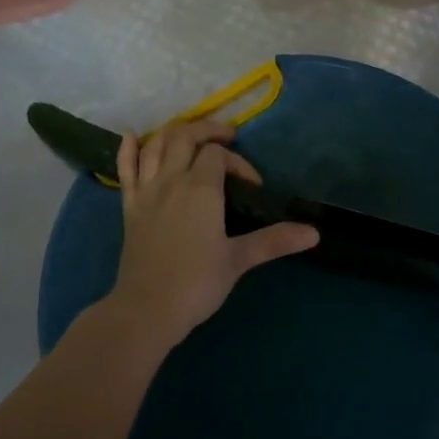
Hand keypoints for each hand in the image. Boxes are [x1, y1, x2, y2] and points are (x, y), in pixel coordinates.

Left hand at [97, 120, 318, 355]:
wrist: (148, 308)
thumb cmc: (197, 283)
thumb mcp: (239, 259)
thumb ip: (274, 240)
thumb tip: (314, 233)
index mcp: (200, 188)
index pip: (218, 155)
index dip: (238, 162)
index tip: (252, 187)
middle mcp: (171, 179)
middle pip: (184, 136)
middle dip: (207, 130)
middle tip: (225, 138)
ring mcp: (146, 191)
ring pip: (156, 145)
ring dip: (174, 133)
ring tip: (191, 136)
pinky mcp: (129, 206)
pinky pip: (124, 169)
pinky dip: (127, 149)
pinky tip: (132, 136)